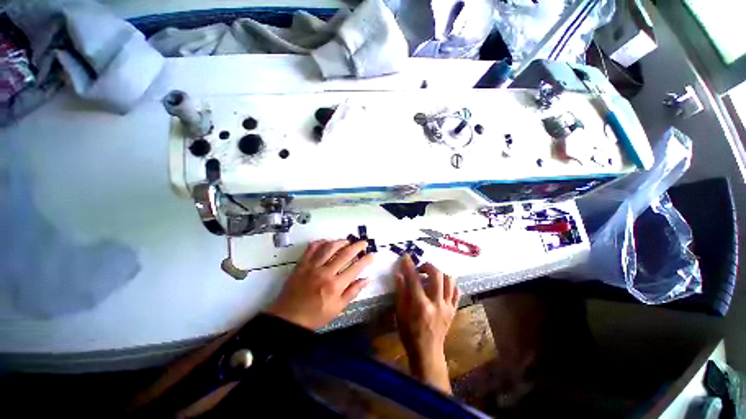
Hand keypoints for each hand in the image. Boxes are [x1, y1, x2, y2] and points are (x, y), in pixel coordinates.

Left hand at [268, 240, 374, 329]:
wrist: (288, 318)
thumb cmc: (315, 315)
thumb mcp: (338, 309)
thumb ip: (353, 292)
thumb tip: (367, 279)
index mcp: (335, 286)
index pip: (355, 268)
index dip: (366, 260)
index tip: (373, 255)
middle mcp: (325, 272)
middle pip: (345, 254)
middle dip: (357, 246)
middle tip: (363, 242)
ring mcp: (312, 266)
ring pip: (329, 247)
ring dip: (341, 241)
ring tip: (348, 241)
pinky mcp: (302, 264)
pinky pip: (312, 248)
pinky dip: (321, 242)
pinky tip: (327, 241)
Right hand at [394, 255, 459, 393]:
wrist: (427, 353)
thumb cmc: (410, 333)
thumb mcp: (400, 313)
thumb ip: (400, 292)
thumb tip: (399, 274)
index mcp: (421, 305)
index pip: (414, 279)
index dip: (409, 265)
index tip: (406, 257)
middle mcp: (437, 303)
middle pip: (437, 275)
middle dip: (428, 265)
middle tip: (420, 267)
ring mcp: (448, 307)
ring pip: (450, 281)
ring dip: (440, 273)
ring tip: (431, 274)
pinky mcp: (453, 310)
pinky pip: (456, 292)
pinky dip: (450, 284)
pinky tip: (442, 284)